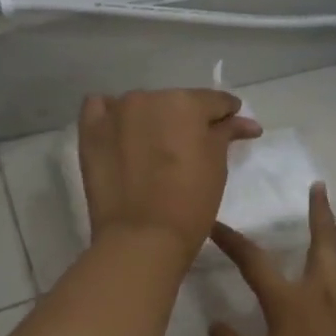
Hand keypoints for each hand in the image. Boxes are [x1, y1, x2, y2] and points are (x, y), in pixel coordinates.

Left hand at [78, 89, 260, 256]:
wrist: (142, 238)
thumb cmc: (190, 203)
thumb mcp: (217, 166)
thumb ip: (226, 134)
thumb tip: (245, 122)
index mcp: (186, 103)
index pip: (214, 101)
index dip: (227, 113)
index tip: (232, 125)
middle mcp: (149, 98)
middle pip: (175, 102)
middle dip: (186, 120)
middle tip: (191, 146)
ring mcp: (115, 112)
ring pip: (141, 106)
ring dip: (151, 119)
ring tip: (155, 146)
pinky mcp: (90, 131)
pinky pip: (100, 108)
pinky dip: (114, 117)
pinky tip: (121, 132)